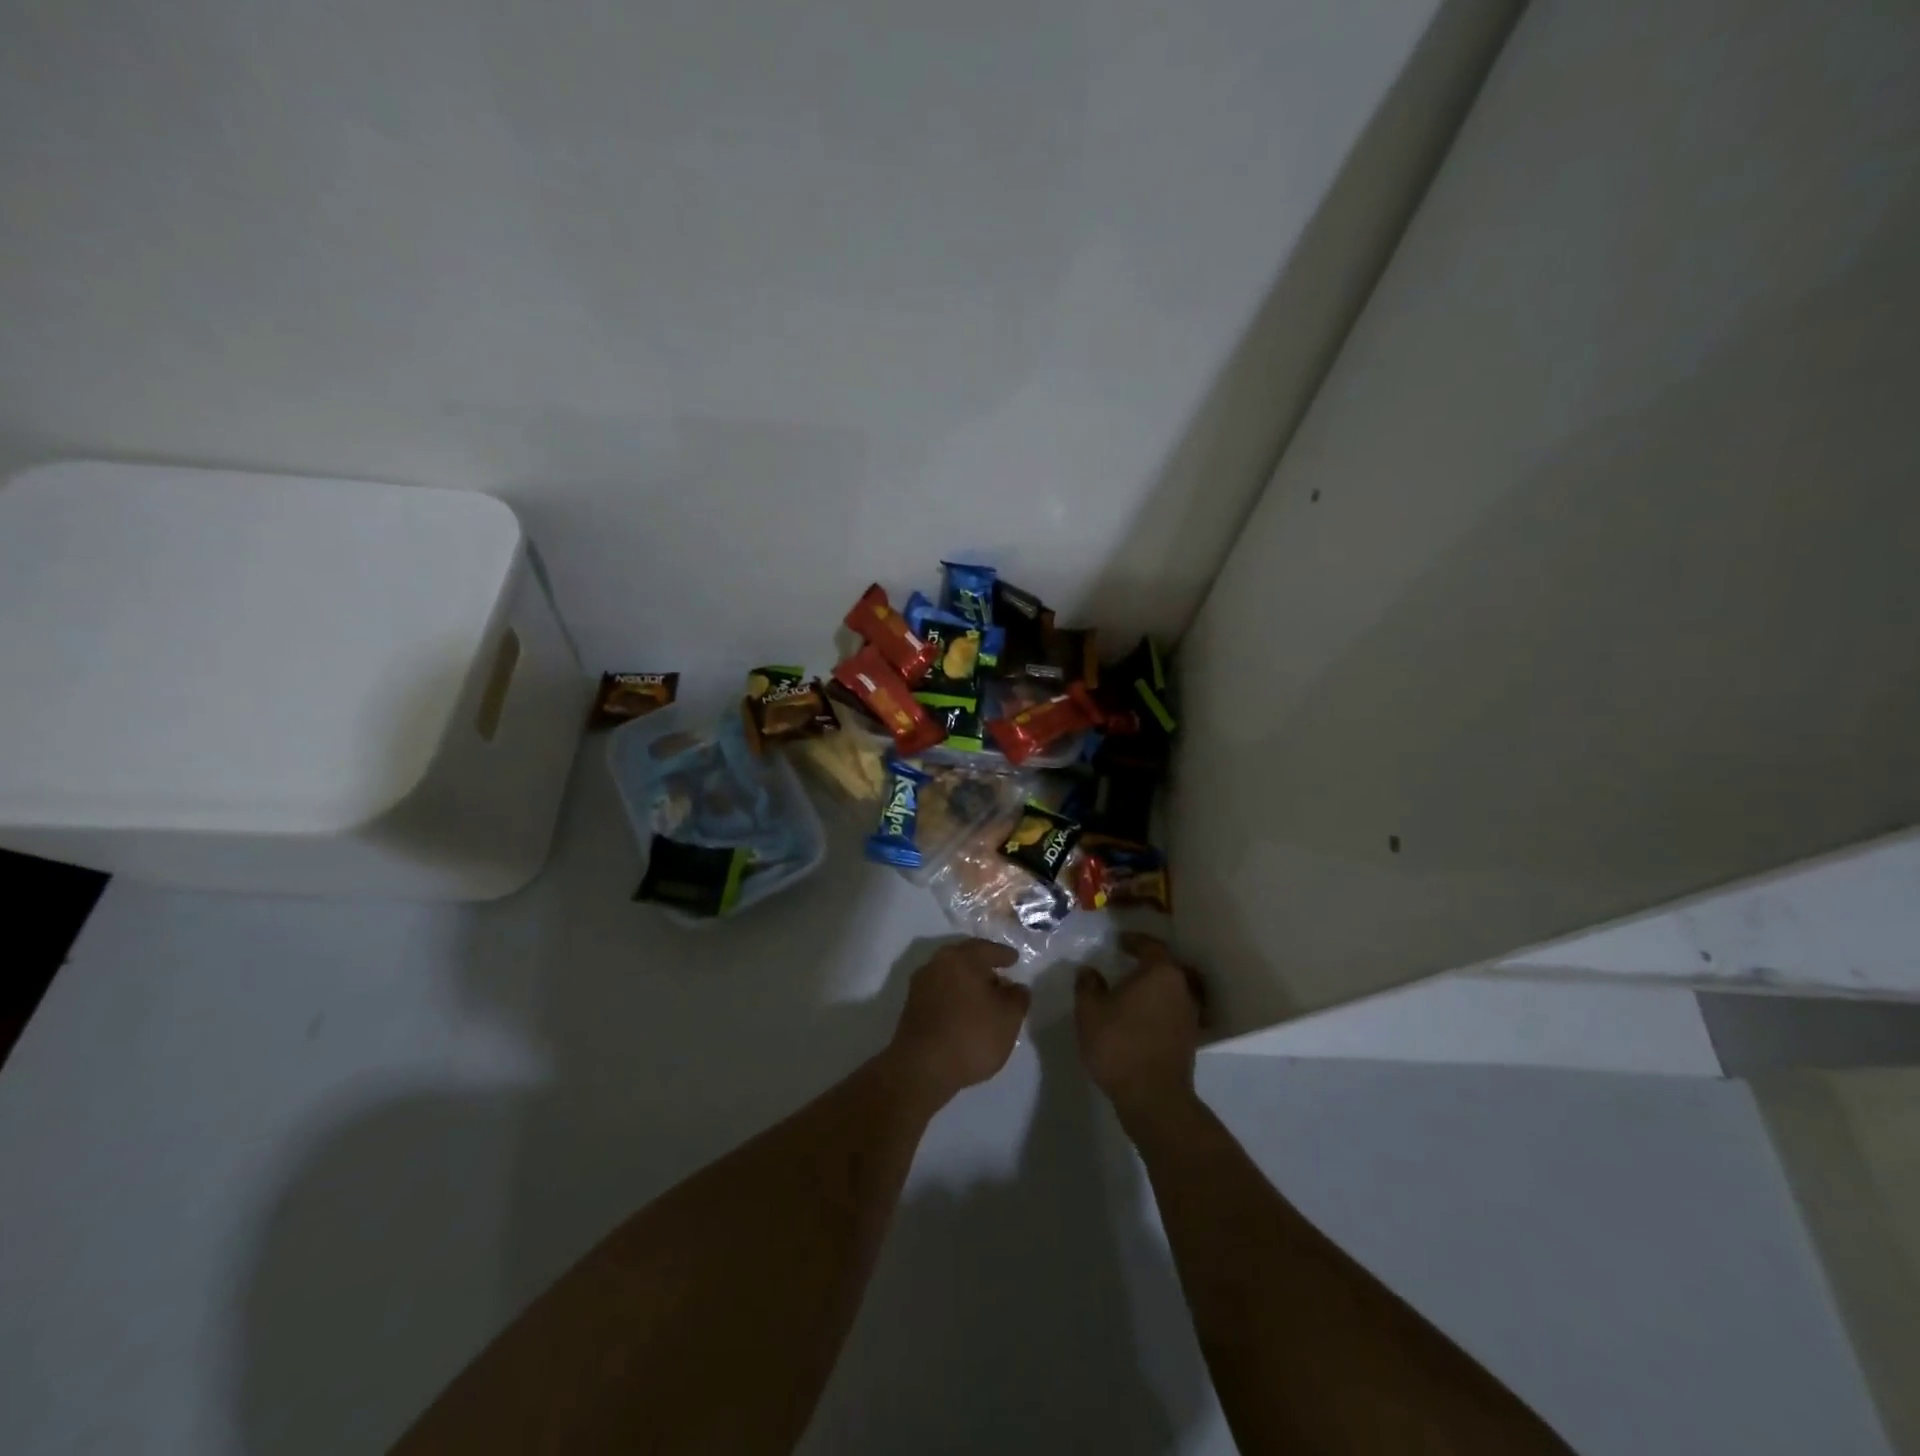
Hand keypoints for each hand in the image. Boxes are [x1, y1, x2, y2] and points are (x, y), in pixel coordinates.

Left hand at [885, 939, 1030, 1107]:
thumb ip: (1018, 997)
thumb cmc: (970, 1036)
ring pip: (951, 975)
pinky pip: (940, 992)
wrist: (920, 1068)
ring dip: (968, 982)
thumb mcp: (1008, 1018)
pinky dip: (955, 996)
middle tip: (1000, 975)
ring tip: (985, 998)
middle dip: (984, 966)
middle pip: (965, 959)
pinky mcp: (911, 1006)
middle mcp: (937, 963)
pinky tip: (965, 1012)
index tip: (1014, 959)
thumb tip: (1016, 987)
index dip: (1003, 955)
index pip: (987, 949)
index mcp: (960, 958)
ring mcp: (920, 984)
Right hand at [1075, 933, 1204, 1120]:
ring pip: (1171, 988)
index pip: (1150, 945)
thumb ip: (1088, 985)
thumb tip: (1089, 971)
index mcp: (1161, 972)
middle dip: (1145, 961)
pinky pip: (1172, 1009)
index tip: (1117, 942)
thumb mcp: (1090, 1011)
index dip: (1133, 940)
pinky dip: (1158, 1006)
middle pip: (1165, 965)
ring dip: (1153, 985)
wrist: (1153, 1097)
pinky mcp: (1190, 1037)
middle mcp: (1182, 987)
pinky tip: (1140, 1014)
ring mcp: (1190, 1014)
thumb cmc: (1119, 1044)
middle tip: (1123, 961)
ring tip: (1129, 989)